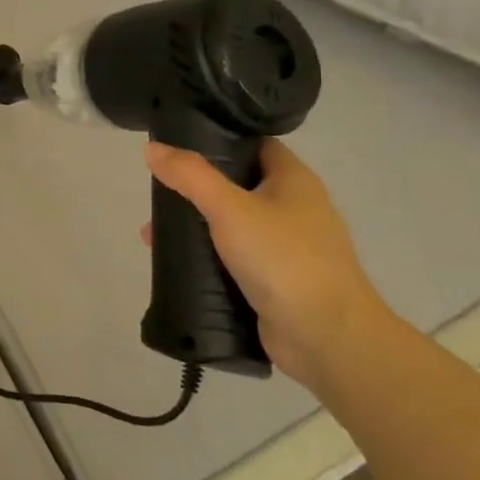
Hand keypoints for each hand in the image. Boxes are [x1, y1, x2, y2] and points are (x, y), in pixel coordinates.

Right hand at [144, 139, 394, 388]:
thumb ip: (190, 176)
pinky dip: (207, 259)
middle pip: (238, 186)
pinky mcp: (277, 283)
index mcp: (294, 181)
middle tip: (159, 192)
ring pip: (233, 226)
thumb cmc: (283, 260)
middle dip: (196, 189)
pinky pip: (234, 261)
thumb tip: (152, 148)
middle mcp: (295, 209)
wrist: (327, 339)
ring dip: (197, 228)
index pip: (254, 145)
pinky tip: (176, 264)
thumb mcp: (229, 208)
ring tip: (154, 233)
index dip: (219, 140)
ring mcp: (287, 249)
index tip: (178, 143)